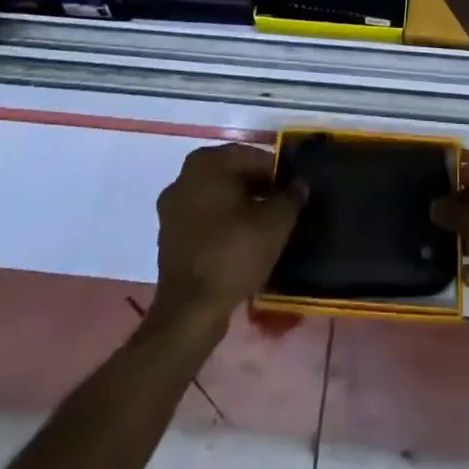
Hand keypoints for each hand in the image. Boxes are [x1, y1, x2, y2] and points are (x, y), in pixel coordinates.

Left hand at [152, 142, 303, 329]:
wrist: (190, 312)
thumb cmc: (233, 252)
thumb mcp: (276, 221)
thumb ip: (291, 196)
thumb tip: (300, 183)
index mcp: (206, 163)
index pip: (251, 156)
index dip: (277, 172)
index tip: (293, 190)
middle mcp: (183, 178)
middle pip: (231, 175)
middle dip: (258, 189)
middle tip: (282, 208)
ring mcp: (171, 209)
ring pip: (217, 199)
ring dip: (240, 207)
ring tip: (265, 227)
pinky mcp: (168, 239)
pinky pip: (204, 221)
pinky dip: (223, 226)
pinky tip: (243, 243)